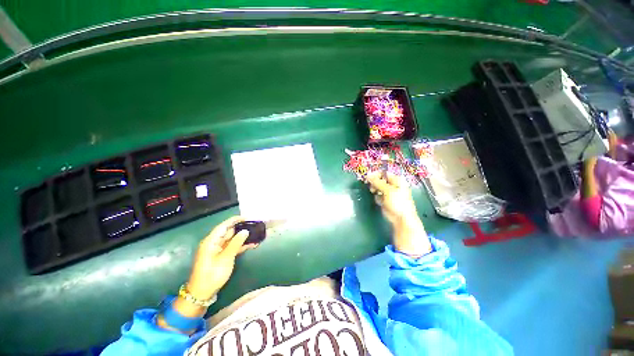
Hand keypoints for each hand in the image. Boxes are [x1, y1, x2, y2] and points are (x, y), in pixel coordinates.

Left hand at [157, 216, 256, 327]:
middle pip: (229, 232)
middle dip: (241, 228)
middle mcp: (214, 243)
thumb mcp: (225, 258)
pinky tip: (252, 245)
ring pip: (232, 239)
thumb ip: (236, 243)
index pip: (224, 226)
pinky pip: (232, 247)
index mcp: (211, 241)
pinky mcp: (221, 256)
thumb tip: (245, 231)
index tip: (247, 217)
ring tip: (256, 235)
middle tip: (255, 226)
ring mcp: (217, 250)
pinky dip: (241, 246)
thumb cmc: (212, 275)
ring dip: (243, 238)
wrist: (202, 294)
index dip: (235, 220)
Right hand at [367, 172, 430, 256]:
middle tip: (372, 188)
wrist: (402, 219)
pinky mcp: (385, 200)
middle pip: (380, 180)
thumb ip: (377, 182)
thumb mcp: (388, 190)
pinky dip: (377, 197)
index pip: (384, 173)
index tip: (368, 178)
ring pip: (378, 187)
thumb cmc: (398, 202)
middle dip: (374, 183)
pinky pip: (378, 195)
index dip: (376, 175)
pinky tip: (379, 201)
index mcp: (397, 180)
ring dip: (375, 189)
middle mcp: (393, 185)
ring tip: (374, 193)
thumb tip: (368, 175)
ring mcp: (389, 193)